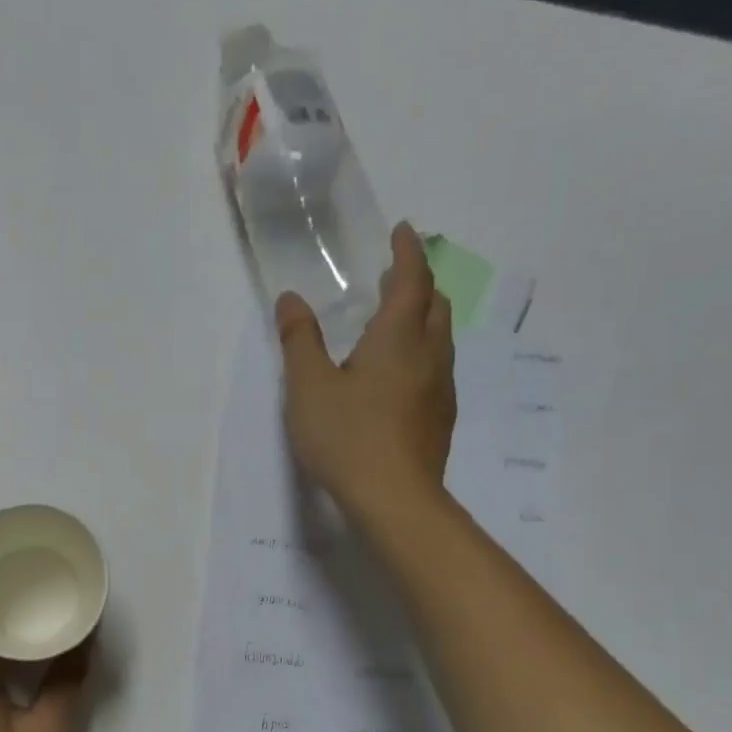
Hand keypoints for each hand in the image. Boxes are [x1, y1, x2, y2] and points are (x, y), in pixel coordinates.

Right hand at [276, 221, 454, 522]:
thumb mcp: (308, 387)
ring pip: (440, 338)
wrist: (395, 500)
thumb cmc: (347, 436)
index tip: (403, 231)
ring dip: (422, 318)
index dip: (408, 252)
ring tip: (396, 321)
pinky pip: (437, 368)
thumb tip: (291, 299)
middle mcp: (429, 356)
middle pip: (435, 305)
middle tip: (394, 277)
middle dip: (418, 284)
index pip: (413, 280)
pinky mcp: (440, 418)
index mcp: (398, 338)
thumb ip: (300, 340)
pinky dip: (422, 351)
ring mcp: (441, 389)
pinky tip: (399, 374)